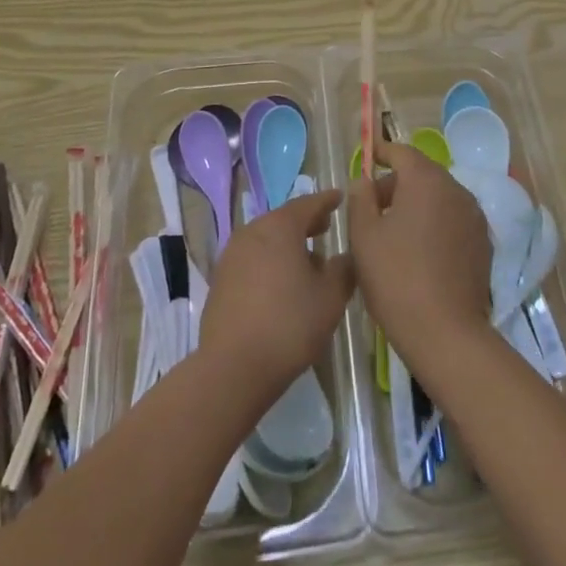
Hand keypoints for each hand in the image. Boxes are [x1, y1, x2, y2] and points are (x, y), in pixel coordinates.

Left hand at [198, 188, 354, 399]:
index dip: (327, 200)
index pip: (308, 203)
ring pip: (266, 239)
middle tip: (325, 226)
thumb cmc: (290, 325)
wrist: (233, 367)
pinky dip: (269, 261)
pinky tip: (281, 283)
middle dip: (306, 222)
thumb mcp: (331, 297)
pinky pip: (252, 258)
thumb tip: (344, 257)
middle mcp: (253, 231)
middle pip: (284, 219)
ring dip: (286, 243)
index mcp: (280, 227)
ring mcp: (232, 255)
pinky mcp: (220, 280)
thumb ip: (343, 269)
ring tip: (306, 259)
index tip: (340, 197)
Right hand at [347, 142, 491, 370]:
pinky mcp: (483, 243)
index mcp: (426, 180)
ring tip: (394, 232)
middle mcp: (456, 189)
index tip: (368, 156)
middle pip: (422, 174)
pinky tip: (420, 251)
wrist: (446, 333)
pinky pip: (453, 219)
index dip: (382, 152)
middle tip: (371, 208)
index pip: (402, 152)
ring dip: (417, 204)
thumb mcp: (363, 236)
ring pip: (439, 197)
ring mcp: (474, 216)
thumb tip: (363, 180)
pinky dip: (435, 223)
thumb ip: (360, 198)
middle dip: (396, 184)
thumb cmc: (396, 278)